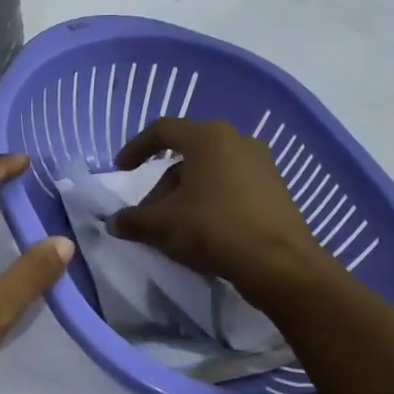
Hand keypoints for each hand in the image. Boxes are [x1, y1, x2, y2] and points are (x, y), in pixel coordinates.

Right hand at [110, 118, 342, 300]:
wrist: (279, 264)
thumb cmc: (214, 229)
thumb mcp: (162, 225)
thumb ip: (133, 220)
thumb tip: (114, 222)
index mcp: (208, 138)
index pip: (162, 130)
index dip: (136, 148)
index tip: (121, 170)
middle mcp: (237, 141)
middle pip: (186, 155)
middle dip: (161, 184)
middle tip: (148, 214)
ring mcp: (261, 164)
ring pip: (209, 172)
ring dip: (185, 195)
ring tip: (174, 227)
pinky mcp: (275, 188)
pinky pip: (231, 186)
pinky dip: (210, 201)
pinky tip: (203, 231)